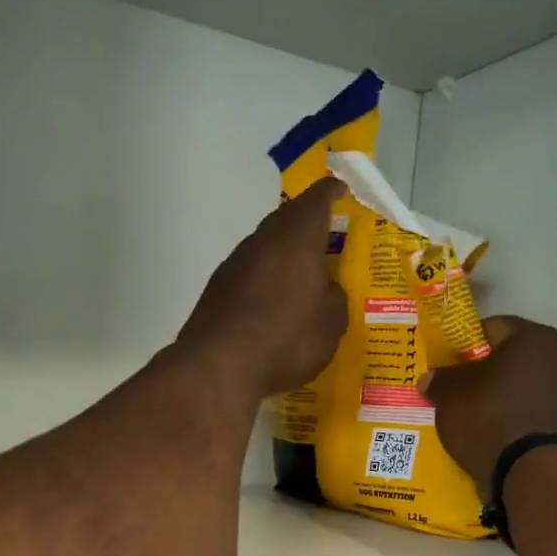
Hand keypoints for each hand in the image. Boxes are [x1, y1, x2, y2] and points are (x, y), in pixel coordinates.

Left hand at [177, 178, 348, 397]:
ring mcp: (234, 264)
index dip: (330, 193)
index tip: (340, 189)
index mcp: (297, 240)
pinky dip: (262, 278)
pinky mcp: (216, 289)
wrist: (219, 366)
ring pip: (264, 246)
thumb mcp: (331, 325)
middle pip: (286, 219)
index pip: (316, 201)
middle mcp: (263, 242)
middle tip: (323, 234)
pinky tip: (269, 300)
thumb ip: (334, 299)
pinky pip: (248, 272)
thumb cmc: (286, 340)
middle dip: (305, 222)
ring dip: (281, 253)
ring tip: (298, 273)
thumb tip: (327, 288)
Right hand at [423, 315, 556, 484]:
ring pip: (520, 386)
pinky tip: (489, 432)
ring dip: (497, 396)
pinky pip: (529, 412)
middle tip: (454, 388)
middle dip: (482, 371)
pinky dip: (511, 417)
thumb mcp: (450, 394)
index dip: (463, 344)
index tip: (445, 362)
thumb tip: (430, 379)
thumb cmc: (489, 416)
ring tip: (469, 414)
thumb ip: (439, 379)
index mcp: (535, 337)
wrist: (528, 472)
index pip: (491, 328)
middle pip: (509, 358)